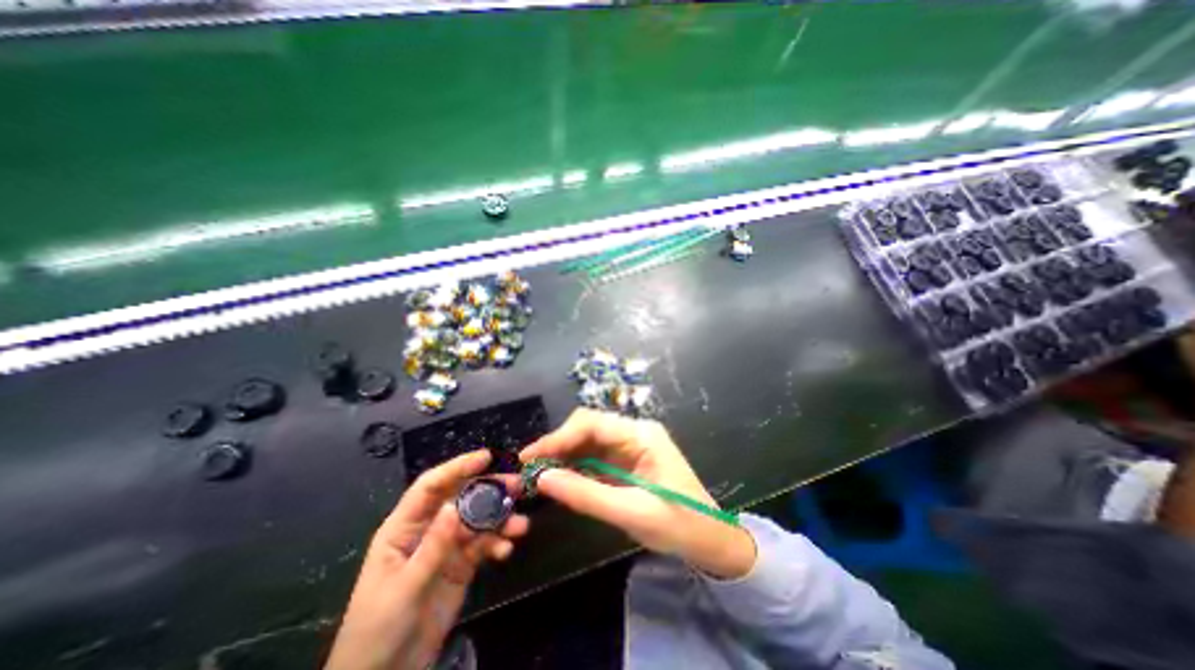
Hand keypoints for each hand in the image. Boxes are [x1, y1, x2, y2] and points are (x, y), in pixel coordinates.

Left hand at [327, 450, 528, 668]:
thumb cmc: (378, 630)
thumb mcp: (404, 588)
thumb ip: (432, 547)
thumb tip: (453, 506)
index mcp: (405, 527)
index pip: (431, 486)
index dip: (457, 468)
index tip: (486, 458)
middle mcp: (429, 529)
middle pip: (462, 498)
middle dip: (490, 490)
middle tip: (517, 485)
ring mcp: (447, 546)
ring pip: (478, 521)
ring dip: (500, 519)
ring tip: (521, 525)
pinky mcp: (461, 564)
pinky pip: (483, 545)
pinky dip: (497, 544)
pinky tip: (507, 551)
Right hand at [519, 410, 749, 580]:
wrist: (711, 539)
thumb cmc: (679, 524)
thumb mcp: (631, 513)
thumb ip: (585, 494)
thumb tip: (542, 478)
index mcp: (642, 435)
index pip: (593, 423)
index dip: (559, 437)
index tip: (531, 456)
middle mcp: (635, 432)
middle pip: (589, 427)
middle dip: (559, 444)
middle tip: (532, 467)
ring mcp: (631, 445)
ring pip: (589, 440)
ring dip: (565, 454)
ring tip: (540, 473)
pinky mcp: (627, 460)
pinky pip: (596, 456)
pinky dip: (576, 466)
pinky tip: (561, 478)